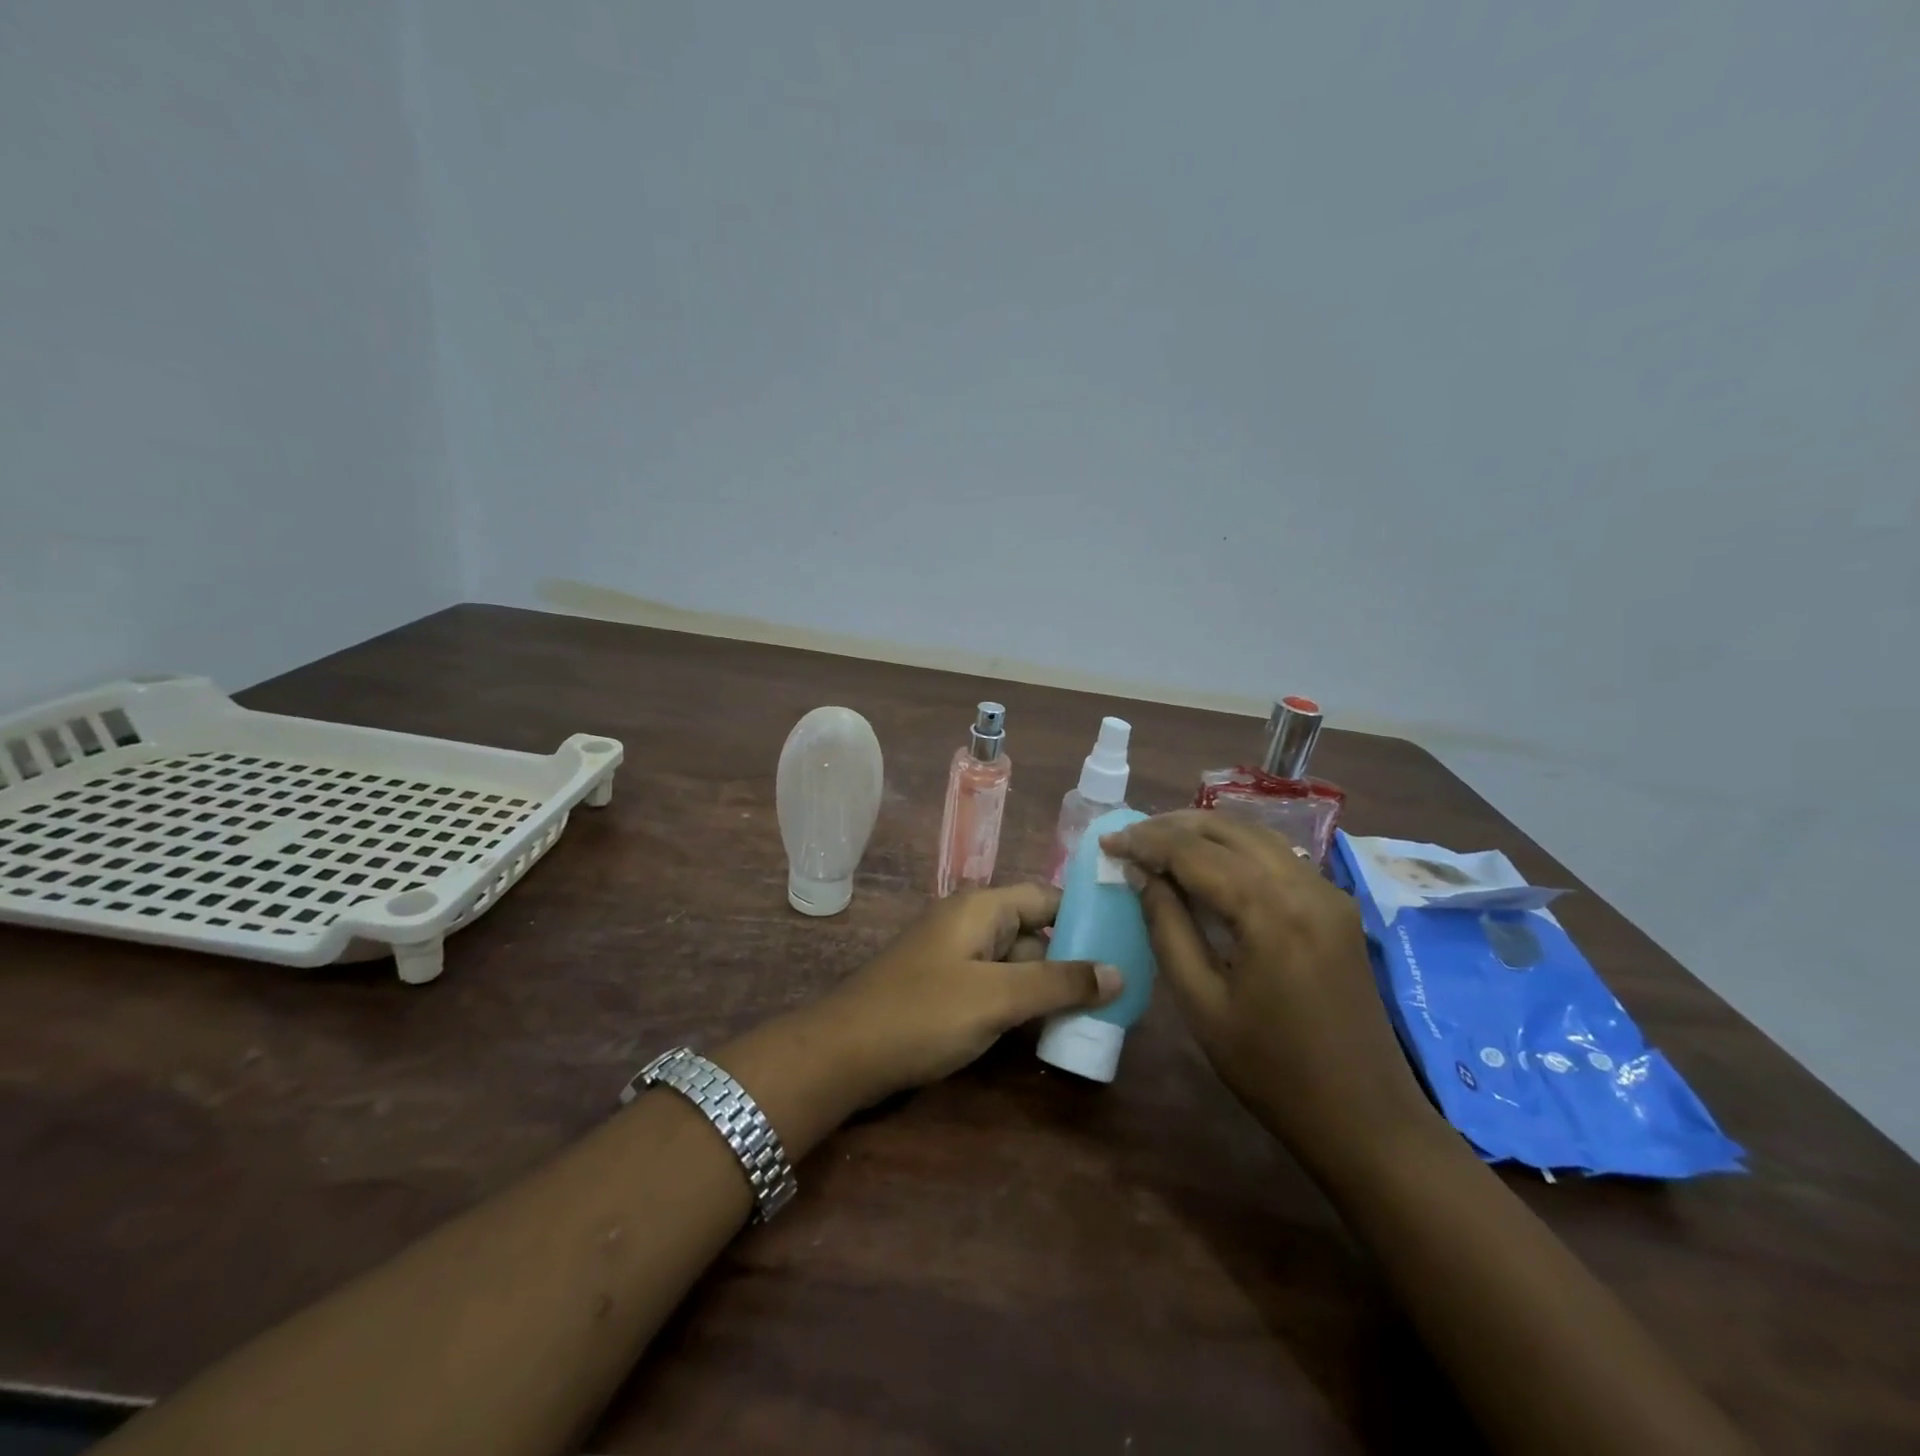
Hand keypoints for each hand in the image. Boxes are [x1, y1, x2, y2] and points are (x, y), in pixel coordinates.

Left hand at [818, 884, 1120, 1104]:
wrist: (843, 1054)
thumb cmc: (923, 1013)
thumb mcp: (996, 997)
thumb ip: (1057, 983)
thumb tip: (1117, 971)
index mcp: (981, 907)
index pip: (1046, 897)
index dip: (1085, 915)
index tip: (1127, 938)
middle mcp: (971, 923)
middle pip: (1035, 932)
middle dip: (1074, 959)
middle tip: (1123, 988)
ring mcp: (957, 957)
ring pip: (1018, 964)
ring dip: (1051, 986)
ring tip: (1101, 1012)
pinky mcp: (948, 990)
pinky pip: (998, 987)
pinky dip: (1024, 1003)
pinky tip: (1052, 1029)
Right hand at [1101, 811, 1437, 1175]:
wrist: (1366, 1118)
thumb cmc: (1272, 1070)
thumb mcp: (1201, 1003)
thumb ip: (1167, 927)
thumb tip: (1141, 874)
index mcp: (1271, 911)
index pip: (1194, 852)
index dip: (1145, 841)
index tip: (1106, 841)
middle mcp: (1305, 885)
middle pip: (1228, 830)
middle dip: (1173, 826)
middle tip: (1129, 838)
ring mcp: (1328, 892)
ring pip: (1256, 835)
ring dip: (1205, 832)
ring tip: (1159, 842)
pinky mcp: (1337, 906)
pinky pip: (1278, 856)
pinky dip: (1235, 849)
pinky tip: (1207, 863)